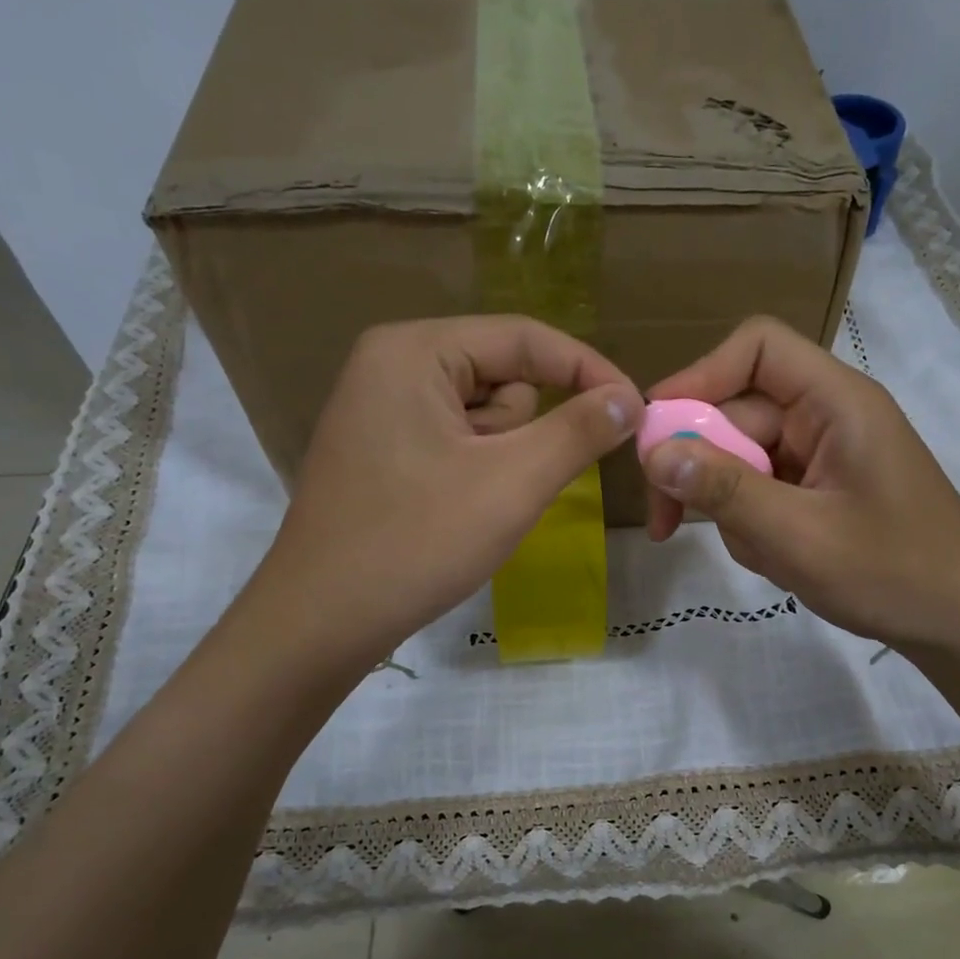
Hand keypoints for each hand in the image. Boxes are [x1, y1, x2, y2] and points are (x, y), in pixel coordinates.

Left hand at [260, 316, 642, 659]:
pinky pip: (456, 443)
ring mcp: (381, 410)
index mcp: (414, 350)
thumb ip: (578, 431)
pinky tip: (455, 515)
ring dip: (502, 460)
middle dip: (525, 432)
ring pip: (483, 418)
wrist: (323, 621)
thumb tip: (630, 398)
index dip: (589, 371)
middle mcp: (391, 365)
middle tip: (508, 486)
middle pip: (502, 377)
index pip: (524, 337)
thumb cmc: (417, 542)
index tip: (637, 412)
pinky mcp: (382, 451)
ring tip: (475, 508)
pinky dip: (477, 475)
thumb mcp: (512, 483)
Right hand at [642, 316, 959, 664]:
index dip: (700, 376)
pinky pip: (763, 492)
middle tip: (668, 525)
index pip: (758, 348)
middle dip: (701, 468)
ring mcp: (823, 456)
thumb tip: (654, 453)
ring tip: (765, 555)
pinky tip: (780, 562)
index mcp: (836, 402)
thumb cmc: (893, 574)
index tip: (657, 429)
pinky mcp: (820, 491)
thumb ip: (725, 491)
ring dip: (733, 509)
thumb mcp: (798, 536)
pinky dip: (755, 527)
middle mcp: (827, 417)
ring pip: (742, 461)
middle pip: (737, 414)